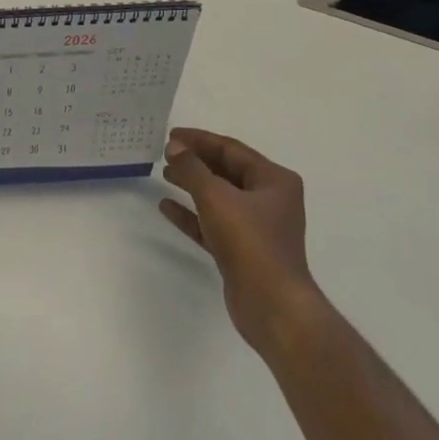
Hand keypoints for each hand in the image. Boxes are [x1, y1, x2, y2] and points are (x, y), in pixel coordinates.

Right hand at [159, 128, 316, 351]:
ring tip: (164, 174)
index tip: (171, 135)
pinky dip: (192, 214)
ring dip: (192, 185)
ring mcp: (256, 226)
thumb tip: (175, 146)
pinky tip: (167, 207)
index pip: (231, 149)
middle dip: (196, 161)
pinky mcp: (242, 250)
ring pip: (219, 197)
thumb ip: (193, 169)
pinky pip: (213, 223)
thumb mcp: (216, 197)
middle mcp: (269, 199)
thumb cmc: (249, 242)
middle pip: (226, 171)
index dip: (200, 140)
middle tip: (166, 153)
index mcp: (274, 180)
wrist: (271, 304)